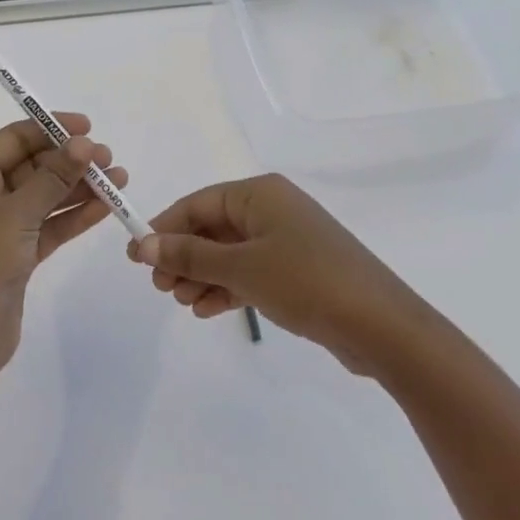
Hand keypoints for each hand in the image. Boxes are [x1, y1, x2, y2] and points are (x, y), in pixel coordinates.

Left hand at [0, 114, 126, 393]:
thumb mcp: (17, 214)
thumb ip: (53, 177)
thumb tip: (83, 144)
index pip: (12, 140)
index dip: (49, 129)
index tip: (87, 127)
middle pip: (32, 166)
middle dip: (69, 160)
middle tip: (108, 158)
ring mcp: (2, 227)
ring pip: (46, 197)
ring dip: (79, 187)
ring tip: (119, 180)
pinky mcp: (19, 254)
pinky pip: (51, 225)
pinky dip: (75, 216)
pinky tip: (106, 206)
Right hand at [135, 173, 424, 376]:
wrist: (382, 327)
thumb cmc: (305, 281)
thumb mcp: (240, 268)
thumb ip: (189, 256)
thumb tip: (143, 245)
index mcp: (259, 193)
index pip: (198, 203)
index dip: (165, 228)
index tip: (137, 256)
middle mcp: (272, 209)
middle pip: (212, 228)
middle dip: (183, 256)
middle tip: (159, 287)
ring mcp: (287, 240)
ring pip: (229, 253)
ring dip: (202, 275)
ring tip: (180, 302)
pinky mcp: (297, 270)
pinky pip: (250, 271)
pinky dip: (227, 287)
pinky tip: (206, 310)